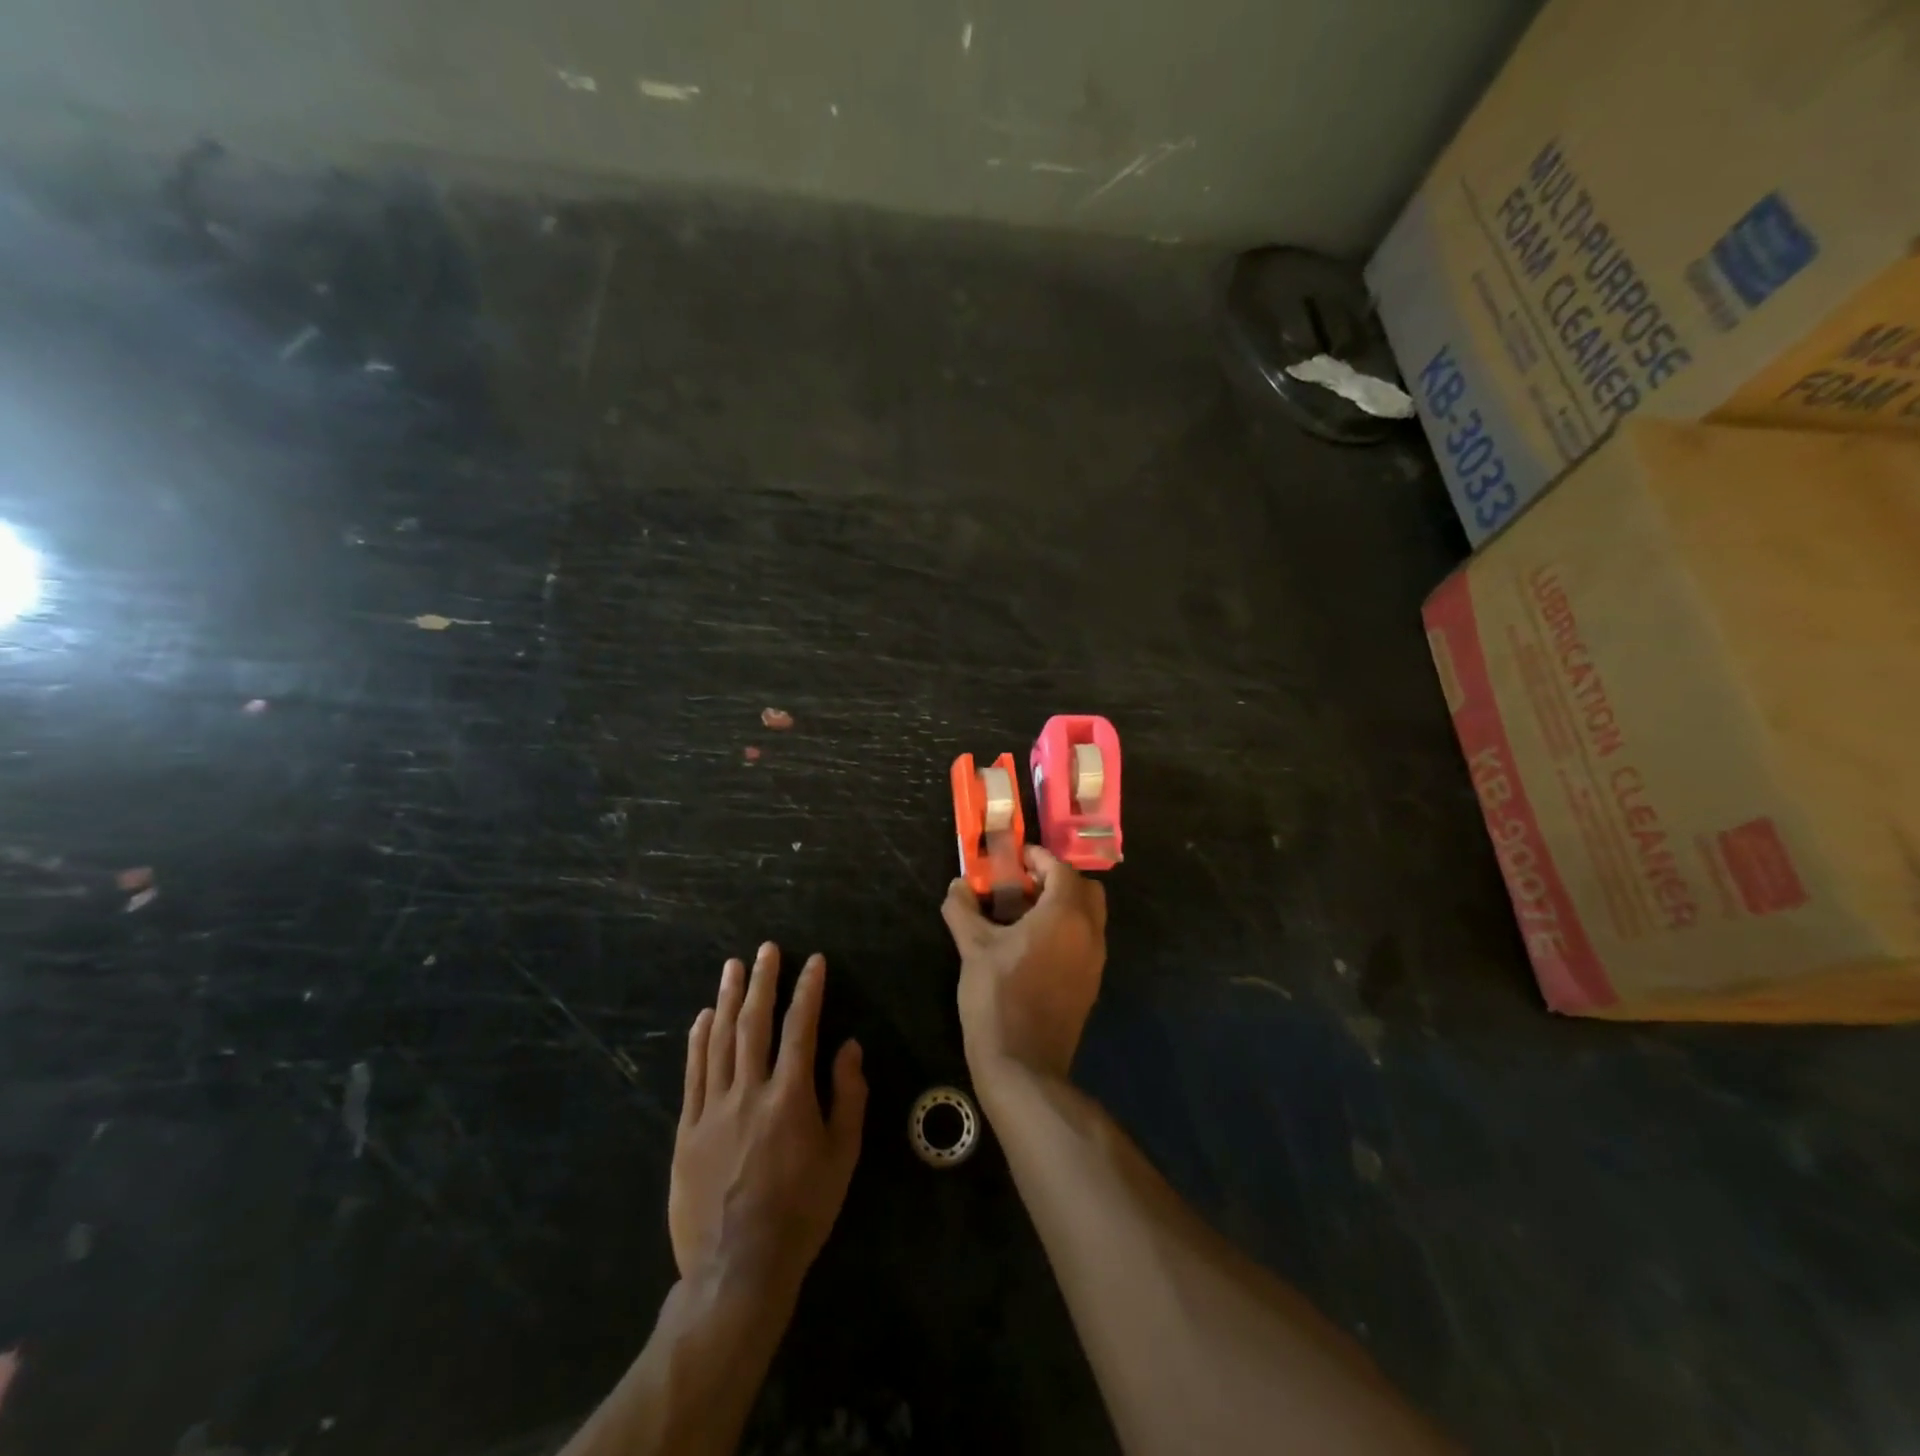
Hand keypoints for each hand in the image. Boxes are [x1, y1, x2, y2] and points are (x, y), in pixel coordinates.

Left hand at [670, 944, 866, 1290]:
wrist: (737, 1269)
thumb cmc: (801, 1212)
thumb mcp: (842, 1158)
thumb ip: (848, 1097)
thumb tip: (850, 1047)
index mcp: (790, 1097)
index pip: (801, 1028)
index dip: (808, 991)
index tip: (814, 962)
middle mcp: (749, 1092)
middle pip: (754, 1023)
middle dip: (763, 982)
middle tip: (766, 949)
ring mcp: (713, 1109)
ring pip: (720, 1040)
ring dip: (729, 999)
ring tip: (733, 967)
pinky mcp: (687, 1130)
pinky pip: (693, 1074)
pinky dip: (698, 1041)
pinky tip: (703, 1017)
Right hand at [941, 845, 1106, 1087]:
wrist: (1023, 1065)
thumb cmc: (998, 996)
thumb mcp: (973, 948)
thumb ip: (963, 910)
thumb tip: (957, 886)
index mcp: (1065, 915)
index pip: (1062, 870)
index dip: (1039, 859)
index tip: (1015, 859)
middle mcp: (1089, 932)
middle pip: (1085, 889)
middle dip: (1058, 880)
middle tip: (1025, 885)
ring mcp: (1095, 961)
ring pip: (1090, 917)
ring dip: (1064, 906)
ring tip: (1025, 915)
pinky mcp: (1090, 985)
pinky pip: (1086, 942)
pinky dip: (1068, 931)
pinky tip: (1034, 947)